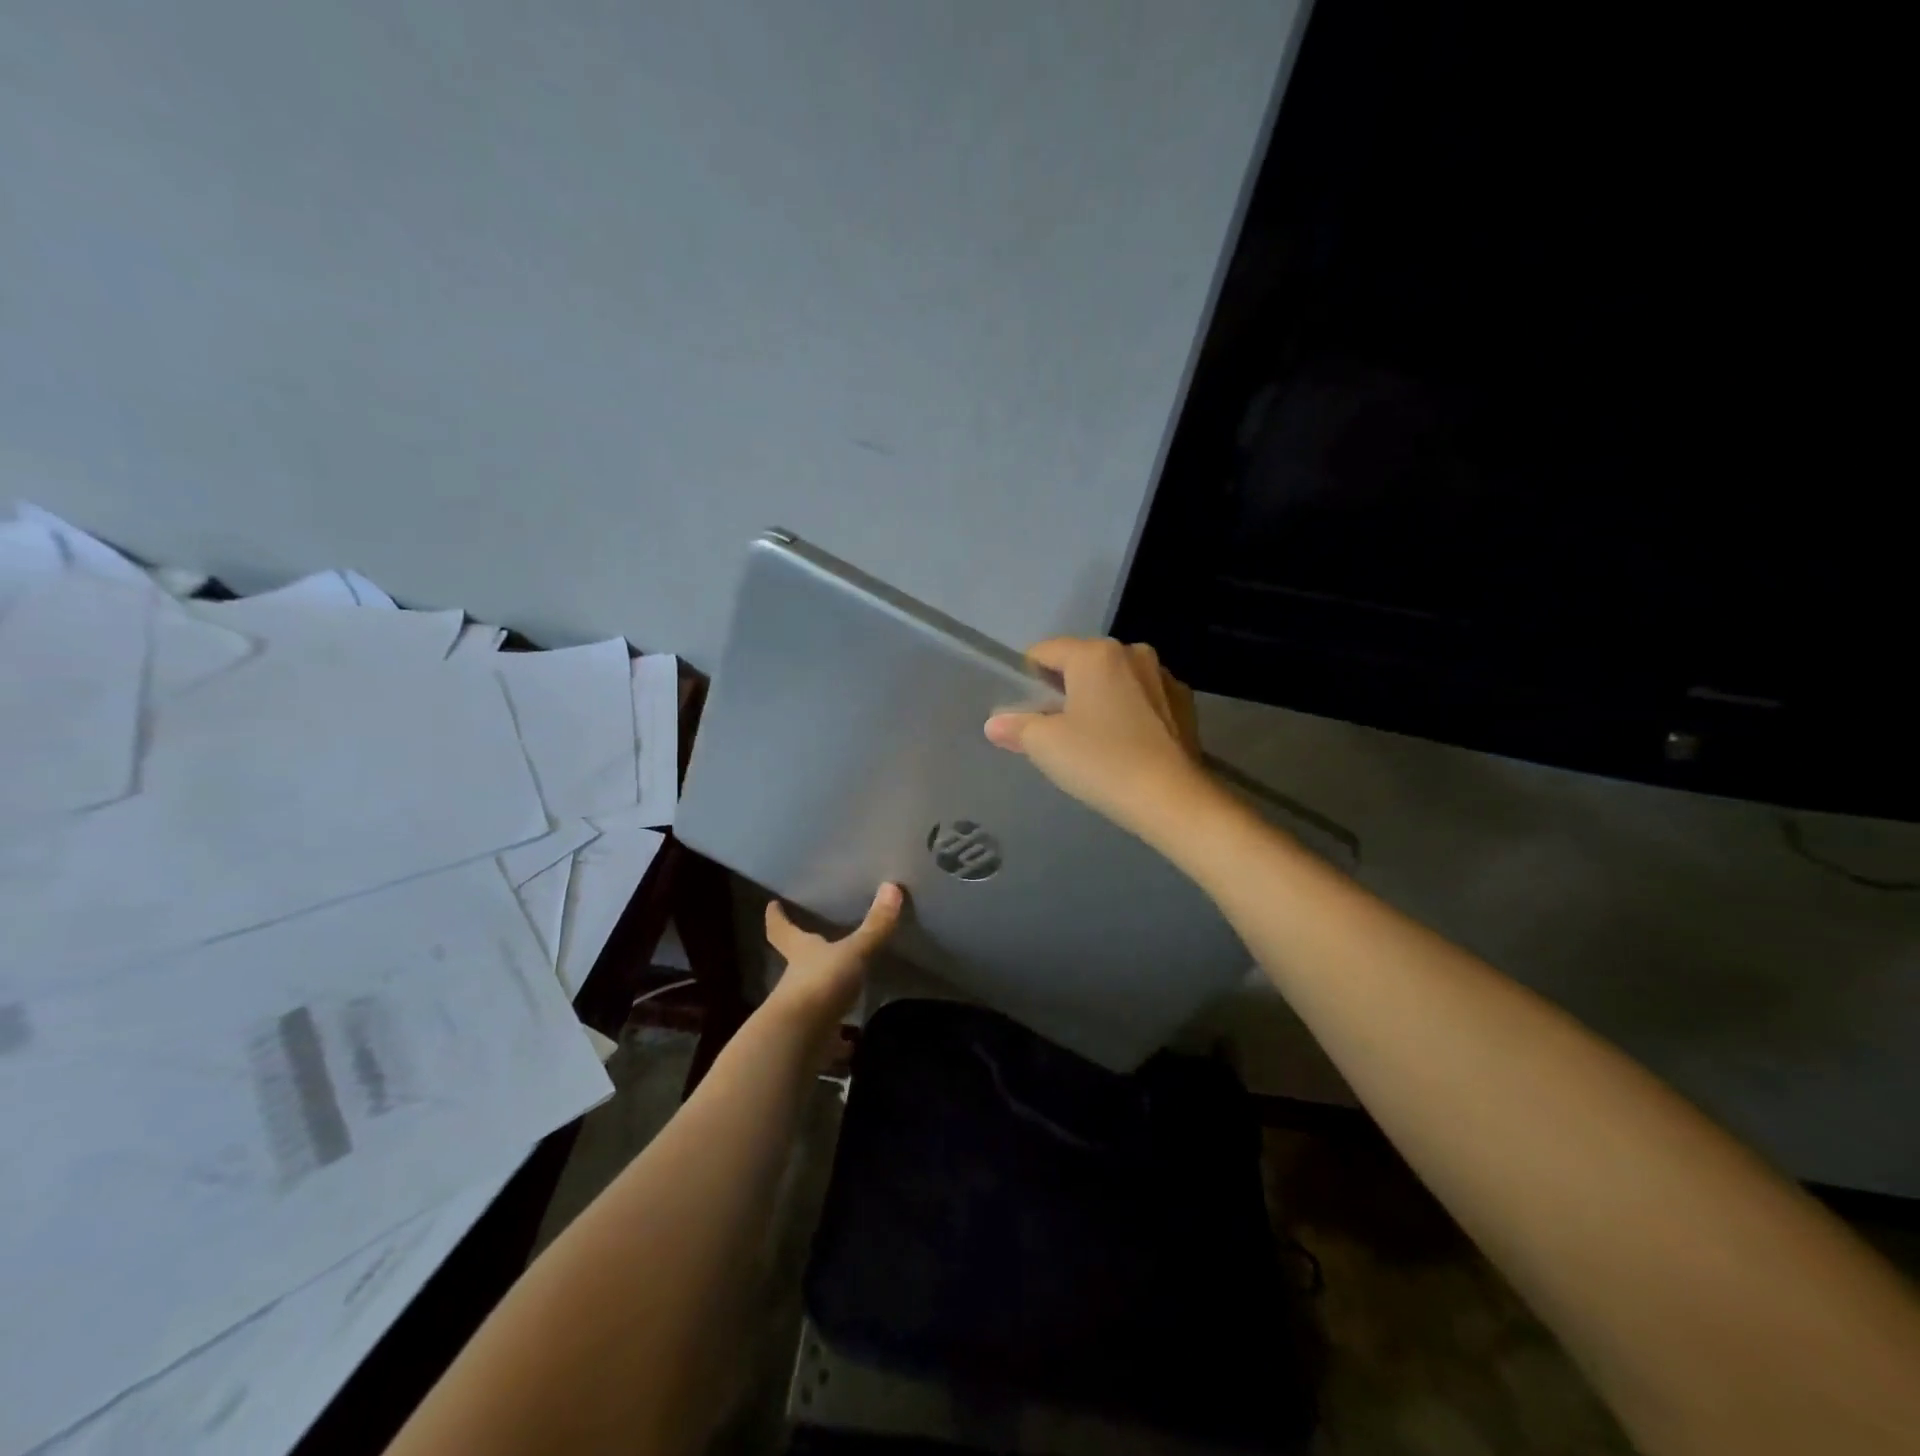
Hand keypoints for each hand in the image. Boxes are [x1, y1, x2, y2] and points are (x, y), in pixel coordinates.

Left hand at [762, 882, 903, 1027]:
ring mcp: (800, 1009)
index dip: (778, 917)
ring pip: (809, 995)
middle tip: (810, 942)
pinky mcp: (810, 1037)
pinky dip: (836, 1035)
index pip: (782, 929)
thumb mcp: (854, 952)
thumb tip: (892, 886)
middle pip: (794, 961)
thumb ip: (874, 927)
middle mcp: (795, 978)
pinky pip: (825, 1032)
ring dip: (821, 992)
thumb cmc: (822, 983)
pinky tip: (849, 1040)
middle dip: (800, 954)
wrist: (799, 1039)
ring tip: (840, 989)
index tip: (772, 905)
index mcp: (800, 951)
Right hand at [984, 637, 1215, 844]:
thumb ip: (1016, 727)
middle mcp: (1132, 653)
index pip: (1045, 651)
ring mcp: (1163, 677)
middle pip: (1082, 663)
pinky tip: (1127, 745)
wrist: (1172, 798)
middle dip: (1066, 689)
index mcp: (1094, 654)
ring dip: (1100, 699)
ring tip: (1093, 739)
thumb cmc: (1101, 762)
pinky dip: (1129, 713)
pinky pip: (1143, 699)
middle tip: (1056, 730)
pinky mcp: (1185, 703)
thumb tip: (995, 724)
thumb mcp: (1046, 745)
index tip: (1025, 711)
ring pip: (1115, 680)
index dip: (1027, 678)